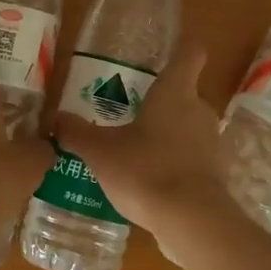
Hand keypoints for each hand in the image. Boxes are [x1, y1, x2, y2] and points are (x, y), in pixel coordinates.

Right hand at [51, 44, 238, 241]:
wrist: (192, 221)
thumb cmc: (146, 170)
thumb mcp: (101, 152)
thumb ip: (76, 133)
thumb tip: (53, 118)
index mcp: (175, 92)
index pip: (191, 54)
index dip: (183, 48)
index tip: (170, 51)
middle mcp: (200, 110)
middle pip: (186, 94)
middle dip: (162, 102)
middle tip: (133, 113)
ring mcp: (213, 143)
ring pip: (190, 127)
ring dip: (170, 135)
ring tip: (138, 150)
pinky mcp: (216, 173)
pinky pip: (194, 158)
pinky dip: (178, 163)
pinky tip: (153, 180)